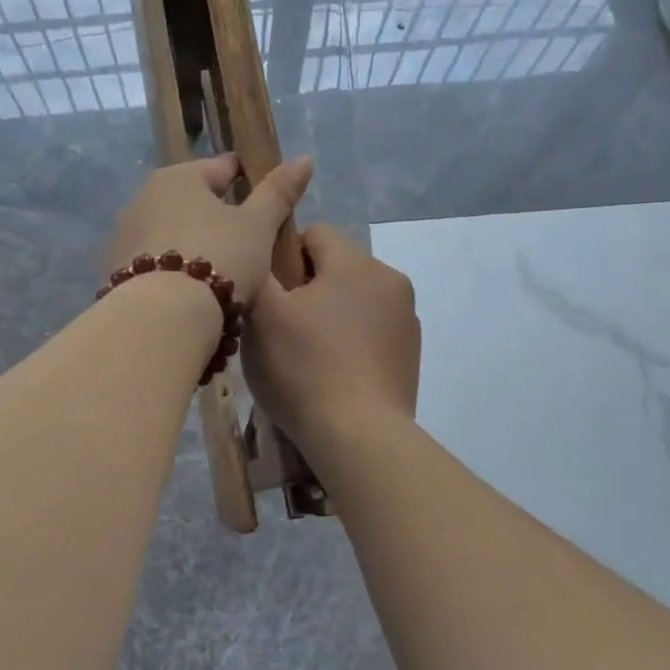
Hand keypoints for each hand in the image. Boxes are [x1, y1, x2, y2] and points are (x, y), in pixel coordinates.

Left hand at [106, 155, 313, 307]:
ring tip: (218, 270)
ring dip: (191, 243)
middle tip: (244, 240)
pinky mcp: (114, 270)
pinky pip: (154, 262)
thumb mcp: (257, 226)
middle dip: (215, 215)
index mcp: (178, 177)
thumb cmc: (219, 259)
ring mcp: (124, 235)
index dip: (246, 179)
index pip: (221, 167)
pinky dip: (171, 270)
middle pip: (190, 200)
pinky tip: (188, 290)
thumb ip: (278, 193)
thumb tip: (304, 159)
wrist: (162, 318)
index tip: (264, 197)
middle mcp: (143, 198)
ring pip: (170, 232)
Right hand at [244, 224, 419, 455]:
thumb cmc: (304, 368)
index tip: (270, 297)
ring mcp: (407, 318)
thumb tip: (261, 251)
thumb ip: (258, 270)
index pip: (314, 233)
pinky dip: (352, 342)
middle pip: (336, 267)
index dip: (283, 258)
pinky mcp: (411, 353)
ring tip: (307, 356)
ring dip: (331, 315)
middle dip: (308, 289)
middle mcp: (390, 279)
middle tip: (283, 330)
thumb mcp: (261, 315)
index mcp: (356, 262)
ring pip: (355, 299)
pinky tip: (334, 374)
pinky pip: (372, 330)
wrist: (358, 436)